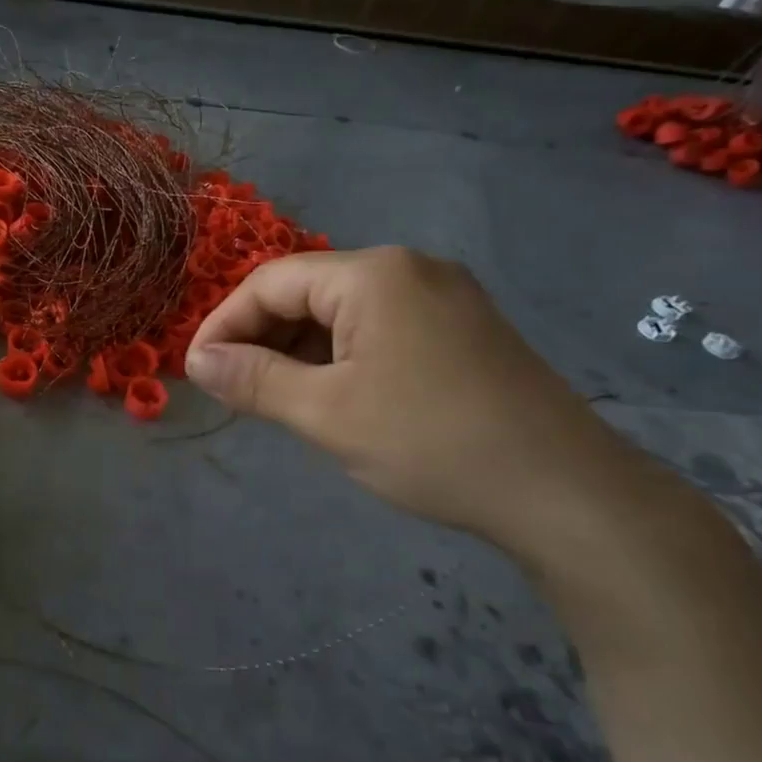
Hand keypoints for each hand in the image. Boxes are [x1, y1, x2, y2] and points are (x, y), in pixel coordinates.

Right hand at [185, 247, 635, 547]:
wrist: (565, 492)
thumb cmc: (431, 443)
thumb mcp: (325, 413)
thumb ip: (253, 379)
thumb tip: (197, 360)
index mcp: (373, 274)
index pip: (271, 282)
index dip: (224, 323)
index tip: (196, 370)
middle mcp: (409, 269)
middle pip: (308, 291)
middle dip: (262, 337)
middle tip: (233, 388)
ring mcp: (443, 296)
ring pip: (343, 312)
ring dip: (299, 349)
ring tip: (276, 396)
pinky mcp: (462, 328)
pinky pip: (379, 327)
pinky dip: (341, 355)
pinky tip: (332, 394)